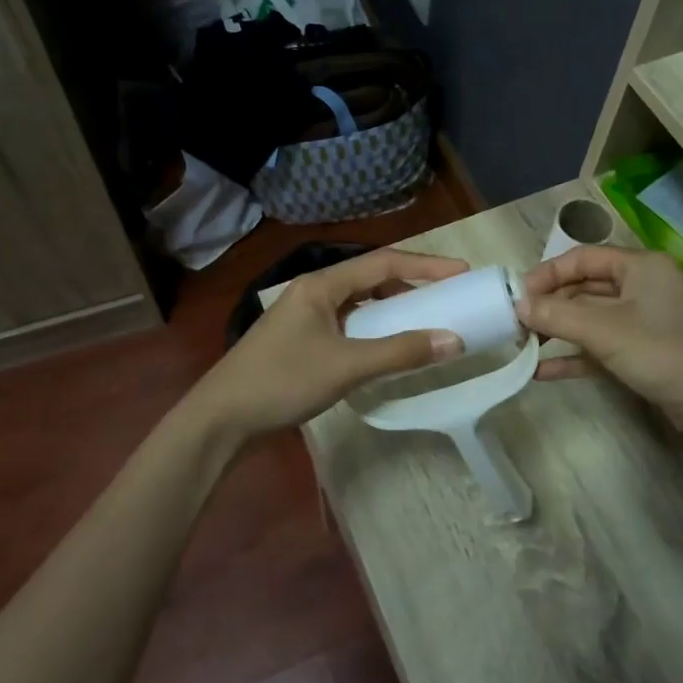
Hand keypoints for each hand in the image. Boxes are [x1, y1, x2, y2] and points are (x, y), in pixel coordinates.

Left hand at [188, 248, 469, 442]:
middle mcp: (313, 292)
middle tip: (447, 298)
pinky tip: (386, 347)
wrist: (221, 420)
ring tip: (424, 321)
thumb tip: (454, 340)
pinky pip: (347, 324)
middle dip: (410, 285)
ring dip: (391, 309)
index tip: (462, 273)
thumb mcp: (347, 366)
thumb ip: (400, 351)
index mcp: (321, 285)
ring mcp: (304, 317)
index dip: (425, 265)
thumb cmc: (282, 382)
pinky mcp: (300, 341)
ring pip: (358, 303)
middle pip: (370, 278)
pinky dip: (373, 330)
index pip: (383, 262)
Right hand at [518, 245, 682, 432]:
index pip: (582, 258)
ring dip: (558, 331)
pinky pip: (600, 347)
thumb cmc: (663, 352)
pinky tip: (542, 371)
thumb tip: (517, 306)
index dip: (547, 274)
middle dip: (550, 305)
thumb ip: (557, 315)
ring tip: (522, 345)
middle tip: (515, 323)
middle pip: (584, 288)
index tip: (517, 296)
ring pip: (590, 318)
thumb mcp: (605, 330)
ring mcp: (644, 321)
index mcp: (639, 266)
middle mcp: (642, 287)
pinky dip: (574, 356)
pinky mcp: (644, 352)